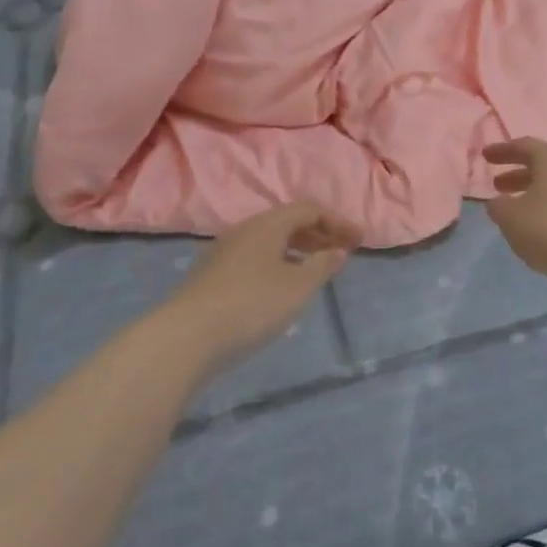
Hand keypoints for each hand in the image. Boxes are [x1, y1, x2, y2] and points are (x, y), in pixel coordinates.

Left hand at [166, 203, 359, 371]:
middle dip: (319, 234)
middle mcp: (245, 229)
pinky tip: (281, 288)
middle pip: (288, 222)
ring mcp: (224, 252)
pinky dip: (278, 263)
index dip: (337, 222)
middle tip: (342, 253)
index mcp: (268, 224)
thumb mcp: (297, 287)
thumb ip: (322, 265)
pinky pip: (255, 257)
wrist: (186, 337)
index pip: (309, 209)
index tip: (359, 241)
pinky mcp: (212, 276)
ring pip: (269, 241)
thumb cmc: (251, 305)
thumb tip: (338, 250)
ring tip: (315, 270)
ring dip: (297, 249)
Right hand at [483, 138, 546, 286]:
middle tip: (498, 185)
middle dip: (518, 173)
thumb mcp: (511, 218)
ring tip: (517, 210)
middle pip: (542, 165)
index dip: (503, 151)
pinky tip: (540, 227)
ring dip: (534, 193)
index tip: (485, 156)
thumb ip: (498, 206)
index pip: (524, 145)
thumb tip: (498, 202)